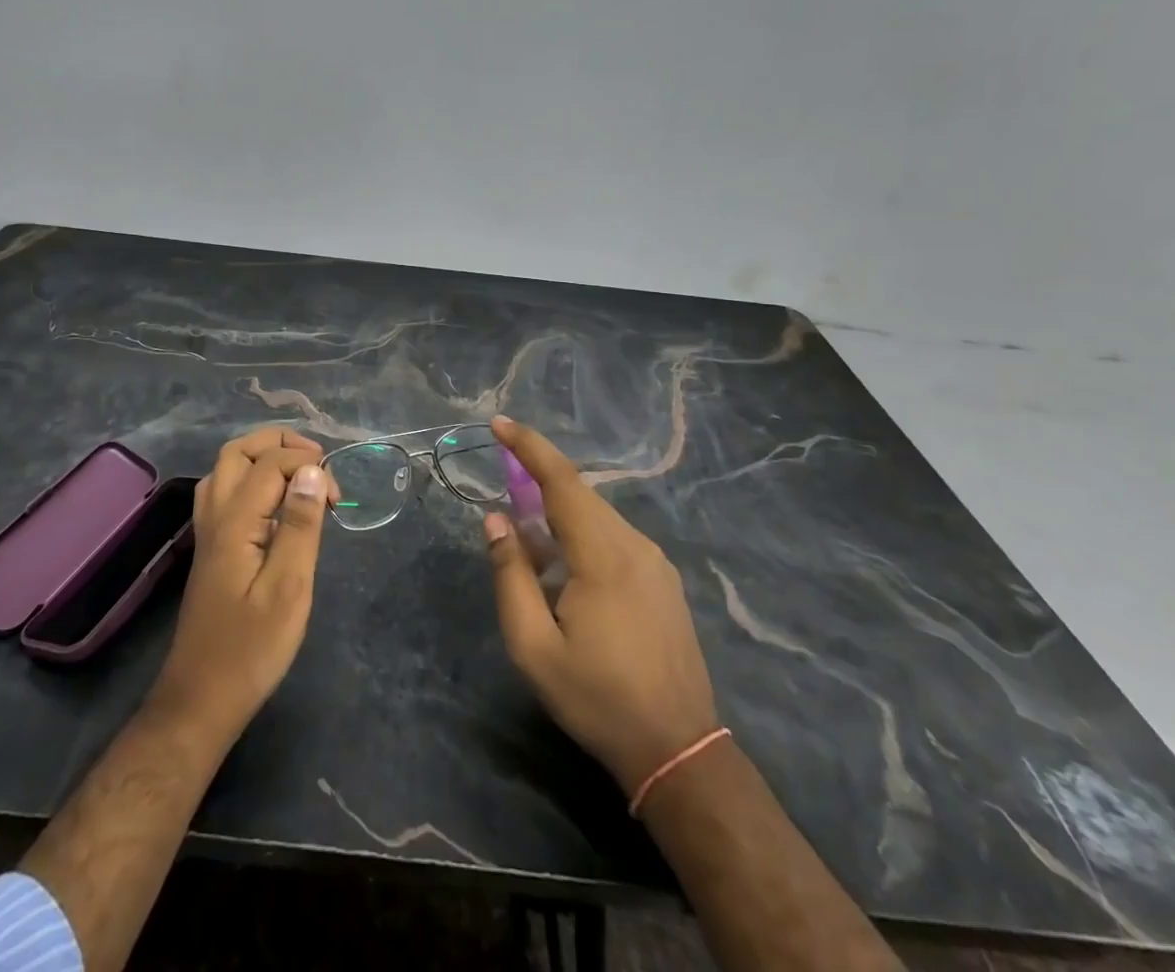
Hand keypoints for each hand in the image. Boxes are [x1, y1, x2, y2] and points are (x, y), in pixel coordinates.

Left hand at [148, 427, 332, 745]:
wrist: (201, 699)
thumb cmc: (251, 648)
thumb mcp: (289, 588)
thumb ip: (300, 525)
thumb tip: (312, 471)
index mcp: (235, 521)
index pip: (270, 463)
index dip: (309, 465)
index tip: (338, 497)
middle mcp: (215, 516)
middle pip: (237, 451)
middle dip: (279, 443)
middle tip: (316, 460)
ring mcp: (207, 532)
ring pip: (226, 469)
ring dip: (262, 457)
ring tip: (299, 473)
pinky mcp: (211, 549)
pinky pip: (225, 492)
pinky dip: (252, 479)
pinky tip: (275, 505)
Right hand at [483, 416, 719, 795]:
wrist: (679, 751)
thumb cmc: (598, 699)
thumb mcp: (534, 646)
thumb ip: (510, 575)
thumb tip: (495, 520)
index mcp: (603, 555)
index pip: (562, 481)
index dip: (529, 446)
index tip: (499, 423)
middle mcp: (635, 545)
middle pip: (581, 494)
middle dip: (539, 478)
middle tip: (504, 486)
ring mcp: (656, 562)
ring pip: (598, 516)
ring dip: (560, 513)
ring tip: (532, 544)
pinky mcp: (664, 581)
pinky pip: (615, 537)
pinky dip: (583, 534)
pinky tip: (567, 569)